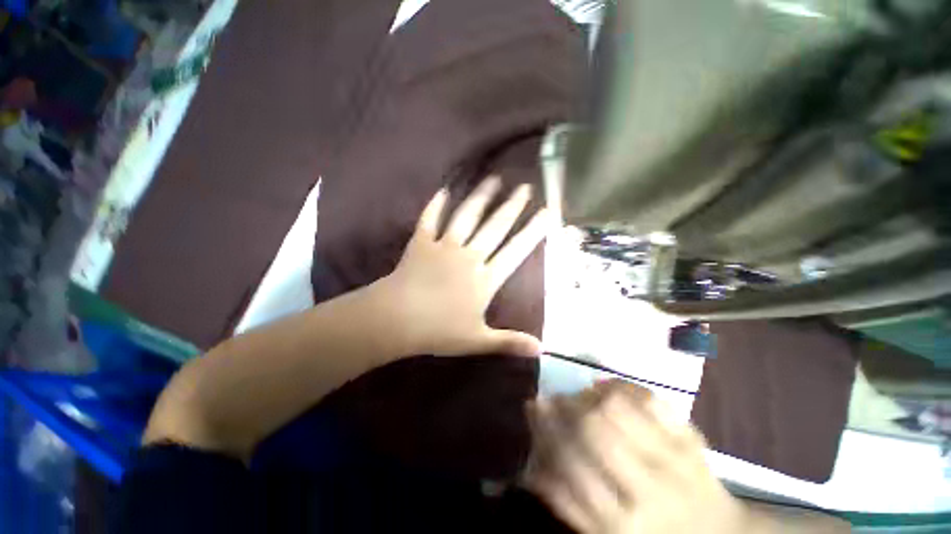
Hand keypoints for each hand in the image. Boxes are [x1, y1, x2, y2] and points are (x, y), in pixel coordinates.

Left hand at [379, 175, 552, 357]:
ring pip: (466, 216)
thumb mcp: (477, 340)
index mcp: (484, 278)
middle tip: (525, 186)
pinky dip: (436, 205)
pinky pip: (430, 220)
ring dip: (480, 198)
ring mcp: (444, 246)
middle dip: (512, 207)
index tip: (548, 212)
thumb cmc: (438, 331)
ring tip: (493, 179)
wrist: (397, 319)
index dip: (534, 231)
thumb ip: (509, 342)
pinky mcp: (421, 243)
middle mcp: (469, 256)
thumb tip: (542, 350)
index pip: (516, 251)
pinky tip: (443, 190)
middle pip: (495, 227)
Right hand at [525, 381, 753, 533]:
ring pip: (618, 407)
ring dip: (588, 395)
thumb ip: (566, 504)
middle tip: (550, 399)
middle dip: (564, 407)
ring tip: (578, 397)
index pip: (569, 466)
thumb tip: (530, 466)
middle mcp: (648, 491)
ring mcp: (674, 459)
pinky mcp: (691, 437)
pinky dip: (621, 387)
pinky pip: (648, 398)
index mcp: (622, 524)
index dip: (545, 430)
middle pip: (593, 428)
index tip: (531, 409)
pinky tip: (606, 390)